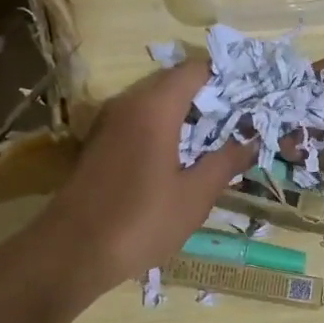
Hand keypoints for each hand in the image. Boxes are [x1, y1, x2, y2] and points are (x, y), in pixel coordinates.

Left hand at [39, 58, 256, 293]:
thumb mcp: (194, 196)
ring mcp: (109, 123)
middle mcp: (128, 104)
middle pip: (174, 83)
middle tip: (240, 119)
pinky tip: (181, 157)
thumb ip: (224, 163)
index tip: (251, 94)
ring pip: (154, 103)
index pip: (195, 70)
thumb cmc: (140, 221)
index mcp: (154, 108)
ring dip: (185, 115)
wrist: (71, 252)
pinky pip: (138, 122)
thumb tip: (251, 141)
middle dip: (208, 97)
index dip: (225, 76)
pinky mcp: (99, 143)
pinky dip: (163, 129)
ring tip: (216, 139)